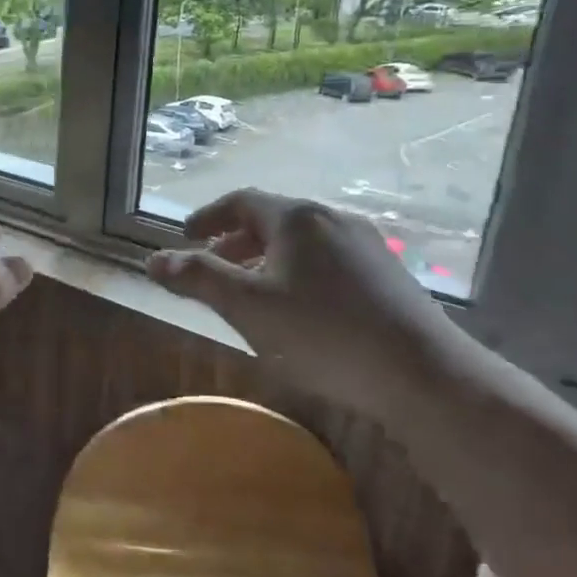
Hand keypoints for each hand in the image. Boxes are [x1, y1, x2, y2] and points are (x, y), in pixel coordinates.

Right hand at [145, 189, 462, 413]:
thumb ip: (197, 279)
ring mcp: (367, 246)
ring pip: (302, 242)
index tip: (185, 235)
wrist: (424, 375)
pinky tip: (299, 309)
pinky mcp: (389, 275)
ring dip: (267, 258)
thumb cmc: (323, 334)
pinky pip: (328, 261)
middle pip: (273, 219)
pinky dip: (298, 272)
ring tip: (251, 291)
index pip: (241, 201)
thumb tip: (152, 260)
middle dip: (236, 240)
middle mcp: (333, 219)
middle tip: (212, 265)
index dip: (208, 216)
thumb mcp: (247, 307)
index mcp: (297, 218)